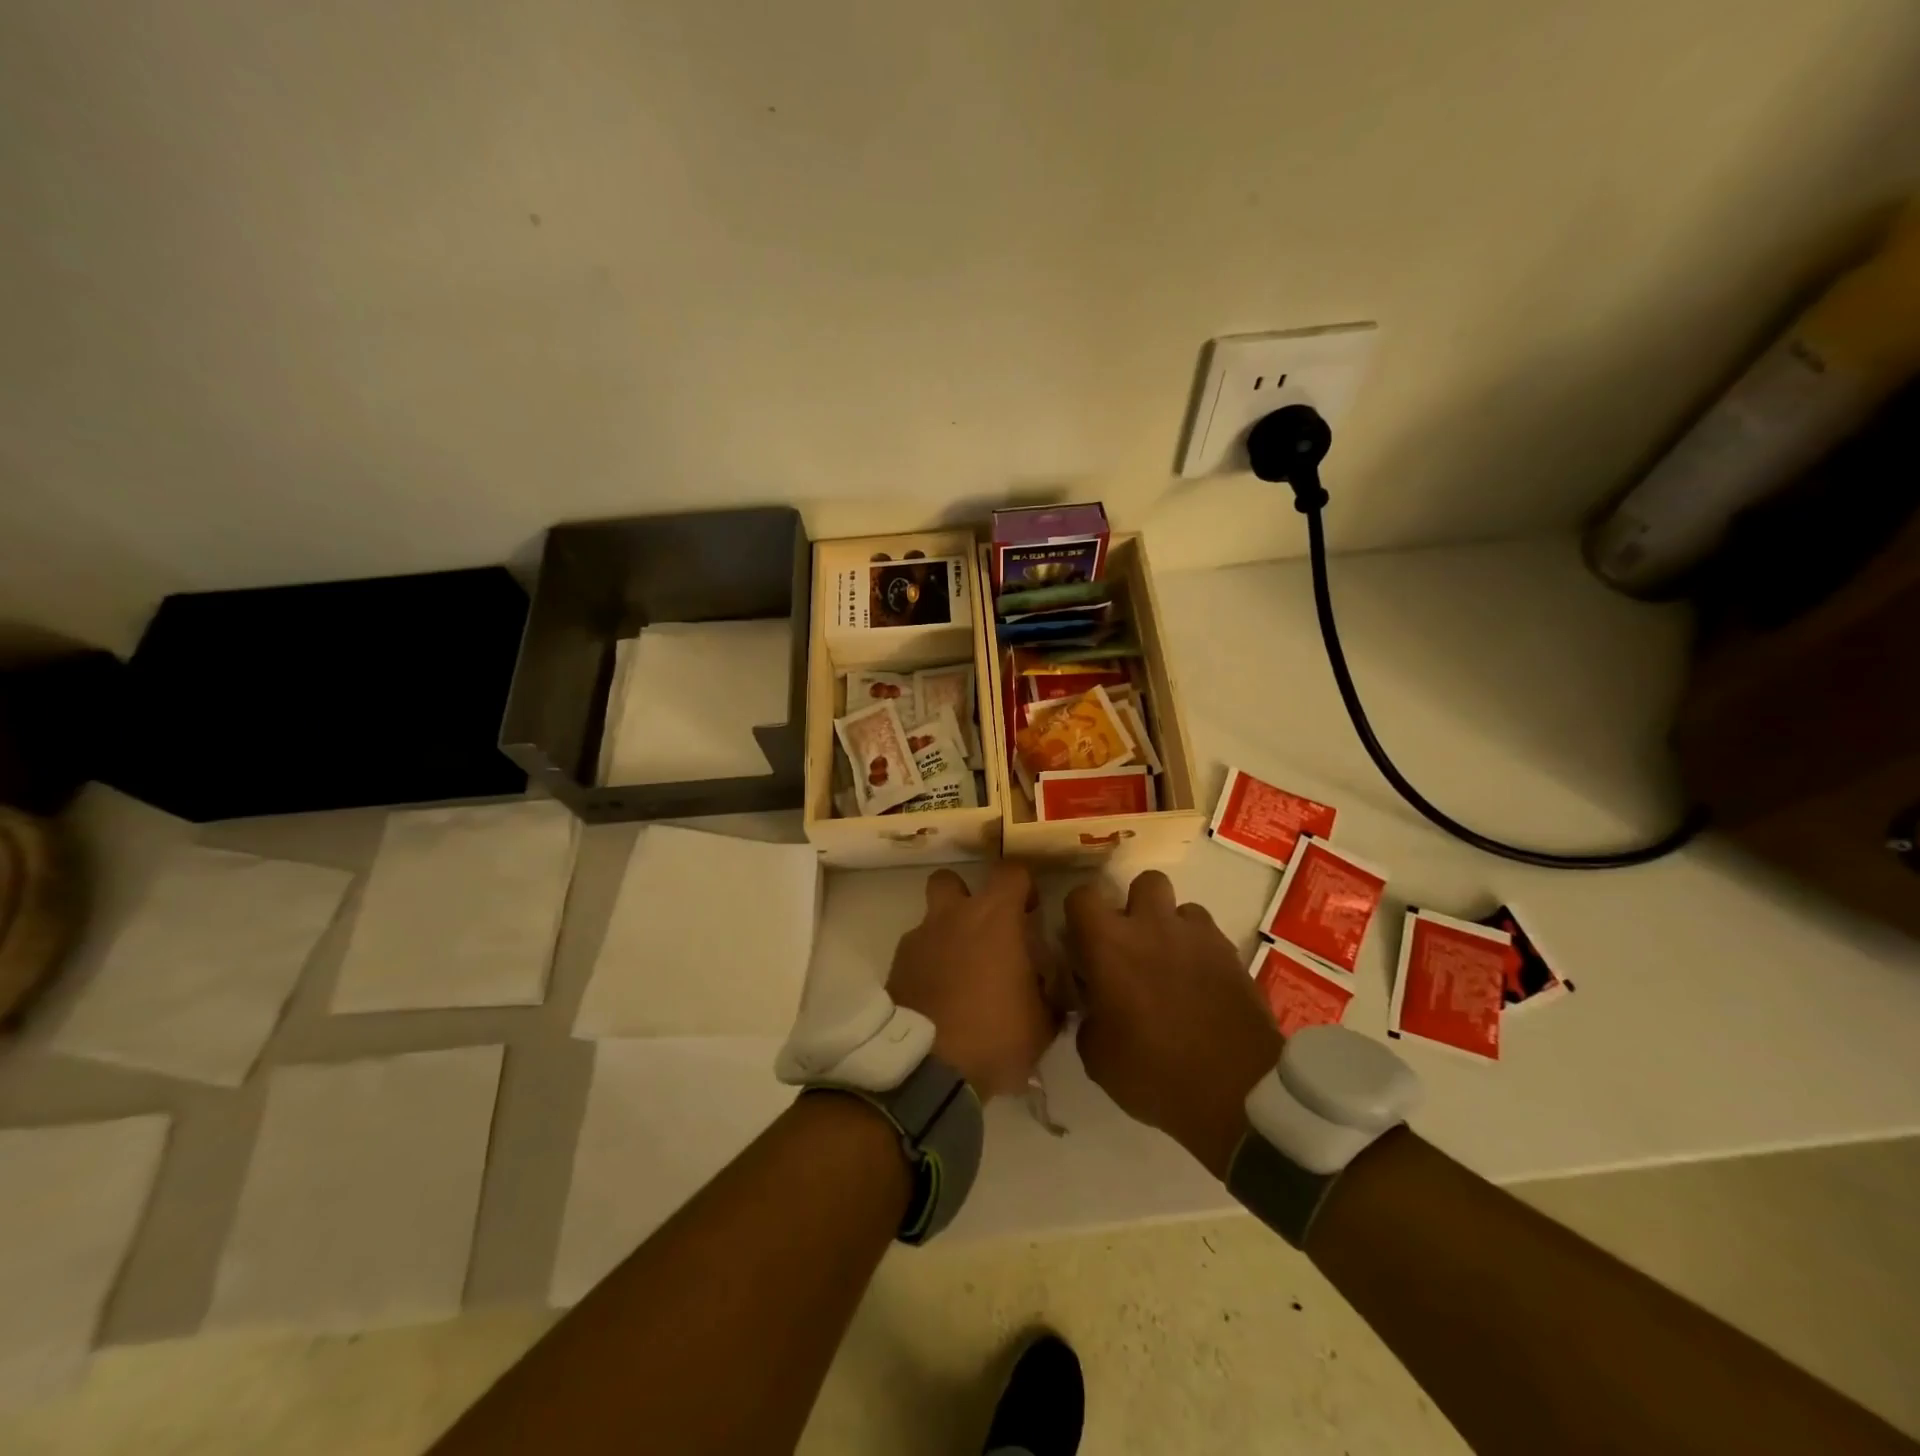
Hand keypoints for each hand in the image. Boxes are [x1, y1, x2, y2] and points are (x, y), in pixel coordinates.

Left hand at [887, 864, 1061, 1099]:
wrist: (927, 1068)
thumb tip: (1050, 988)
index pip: (1011, 872)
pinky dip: (928, 966)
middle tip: (984, 929)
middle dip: (965, 895)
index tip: (1030, 911)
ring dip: (945, 935)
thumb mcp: (1043, 1022)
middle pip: (950, 878)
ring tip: (960, 973)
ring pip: (931, 919)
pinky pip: (916, 954)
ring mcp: (918, 940)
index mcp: (994, 917)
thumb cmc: (995, 1035)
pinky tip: (939, 997)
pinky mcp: (896, 967)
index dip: (1023, 885)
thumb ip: (1049, 994)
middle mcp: (952, 916)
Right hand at [1066, 871, 1281, 1178]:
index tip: (1083, 945)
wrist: (1238, 1093)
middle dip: (1137, 906)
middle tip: (1134, 945)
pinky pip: (1210, 937)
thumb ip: (1088, 1016)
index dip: (1079, 916)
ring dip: (1173, 929)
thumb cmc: (1154, 1073)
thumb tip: (1094, 1004)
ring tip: (1173, 966)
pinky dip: (1201, 952)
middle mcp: (1153, 926)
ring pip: (1183, 909)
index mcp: (1110, 944)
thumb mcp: (1097, 1057)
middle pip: (1144, 882)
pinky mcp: (1233, 954)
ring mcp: (1199, 936)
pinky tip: (1201, 986)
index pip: (1082, 896)